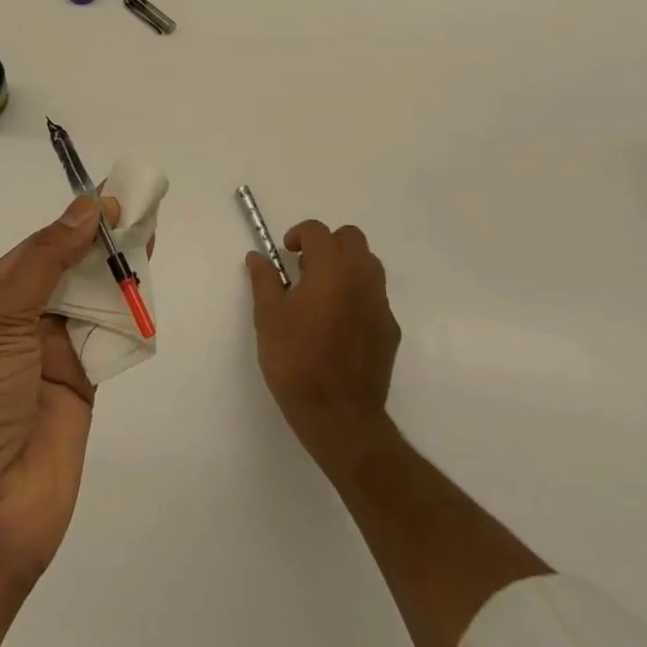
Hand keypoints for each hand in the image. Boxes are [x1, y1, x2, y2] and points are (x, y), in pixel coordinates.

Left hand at [0, 194, 121, 581]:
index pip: (34, 251)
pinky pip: (108, 342)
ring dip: (118, 275)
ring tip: (152, 238)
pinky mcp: (81, 390)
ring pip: (91, 304)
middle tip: (141, 212)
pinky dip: (129, 317)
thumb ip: (46, 262)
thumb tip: (85, 207)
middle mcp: (16, 329)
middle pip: (66, 274)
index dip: (71, 224)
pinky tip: (149, 289)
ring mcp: (49, 361)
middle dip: (100, 245)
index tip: (111, 198)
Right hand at [246, 220, 399, 455]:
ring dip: (346, 265)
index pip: (318, 231)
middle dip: (327, 244)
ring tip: (322, 293)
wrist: (339, 415)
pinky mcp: (390, 329)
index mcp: (331, 268)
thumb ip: (264, 280)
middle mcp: (361, 277)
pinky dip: (357, 294)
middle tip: (305, 268)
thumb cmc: (296, 361)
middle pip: (351, 238)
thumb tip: (257, 257)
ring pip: (368, 264)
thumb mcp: (269, 317)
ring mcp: (380, 303)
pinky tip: (338, 323)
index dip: (299, 235)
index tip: (286, 253)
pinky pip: (374, 296)